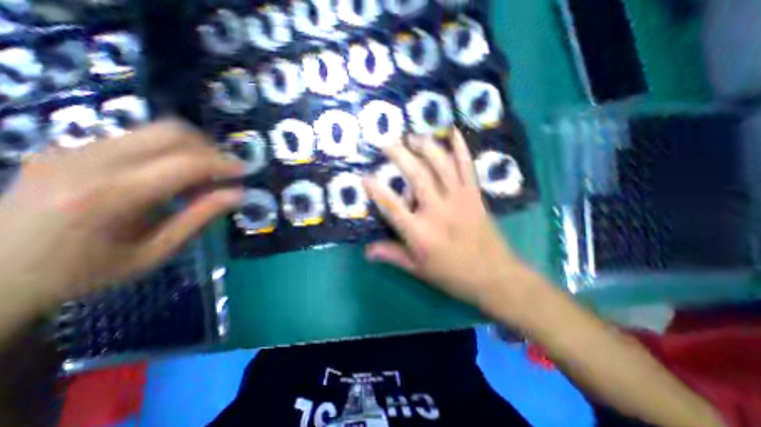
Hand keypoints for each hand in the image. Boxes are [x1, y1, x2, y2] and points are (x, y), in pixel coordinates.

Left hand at [1, 119, 241, 311]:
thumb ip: (199, 218)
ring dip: (191, 149)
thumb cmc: (85, 272)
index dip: (223, 164)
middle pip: (169, 133)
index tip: (244, 171)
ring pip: (154, 131)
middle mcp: (88, 162)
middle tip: (224, 171)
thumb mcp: (155, 253)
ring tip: (201, 177)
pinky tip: (171, 176)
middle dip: (209, 148)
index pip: (185, 164)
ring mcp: (73, 149)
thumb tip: (237, 195)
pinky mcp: (70, 148)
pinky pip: (137, 139)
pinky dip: (169, 152)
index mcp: (109, 196)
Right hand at [366, 129, 526, 311]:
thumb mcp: (418, 269)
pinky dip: (460, 148)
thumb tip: (366, 251)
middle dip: (400, 155)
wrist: (494, 275)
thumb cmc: (452, 274)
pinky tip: (453, 132)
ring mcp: (459, 199)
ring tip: (413, 136)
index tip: (365, 177)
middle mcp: (438, 211)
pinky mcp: (474, 195)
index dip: (376, 191)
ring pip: (441, 165)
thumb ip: (392, 255)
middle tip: (388, 142)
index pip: (392, 207)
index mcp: (420, 233)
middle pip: (417, 176)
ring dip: (425, 146)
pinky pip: (467, 166)